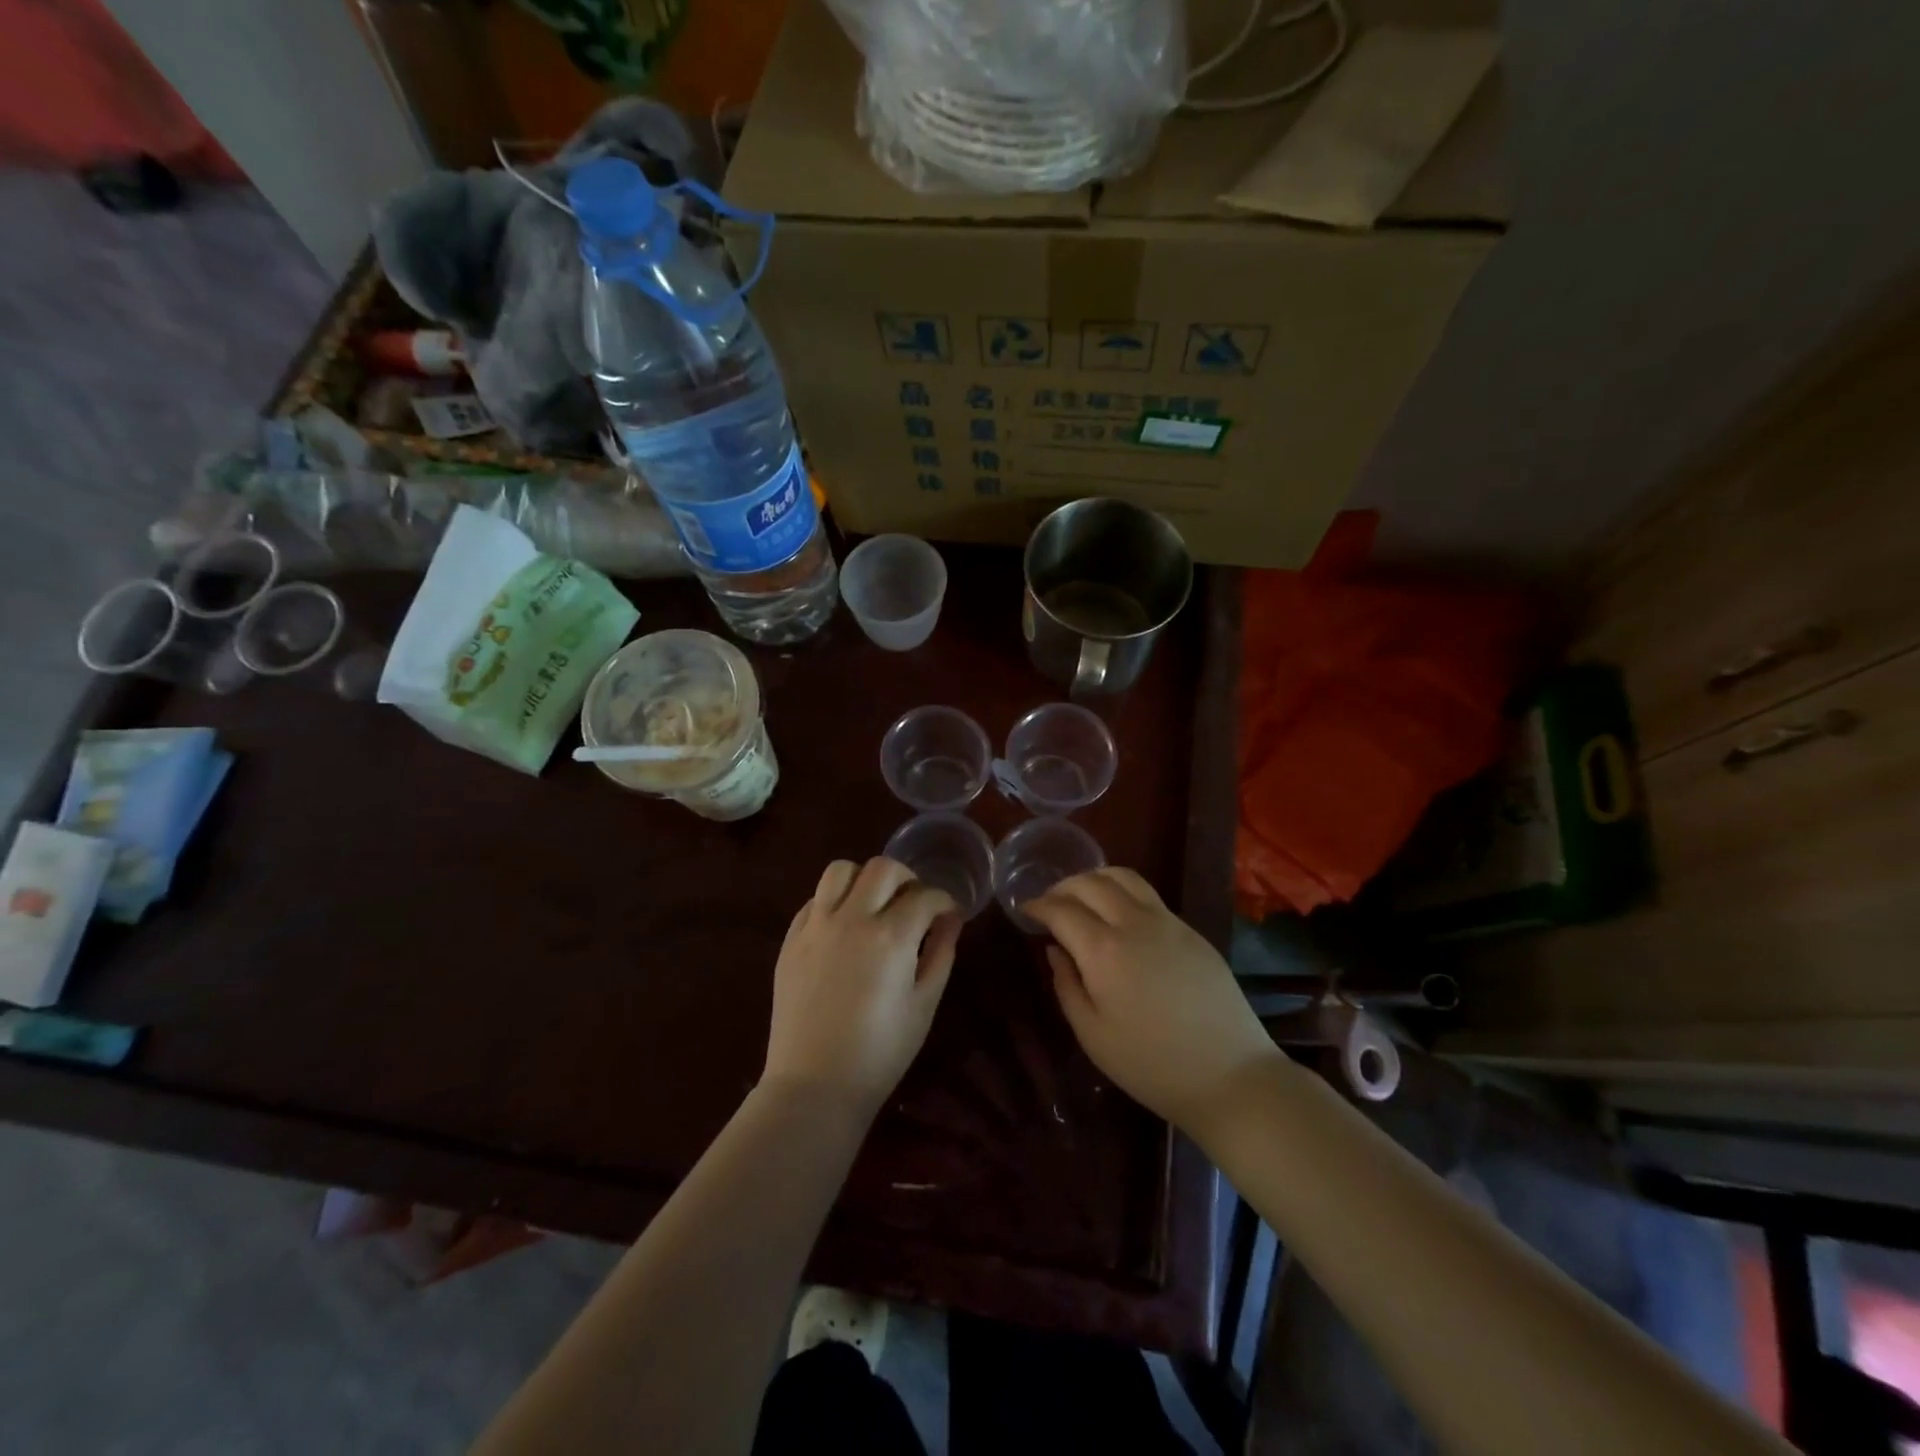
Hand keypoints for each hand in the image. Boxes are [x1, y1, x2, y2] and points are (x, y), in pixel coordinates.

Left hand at [762, 858, 960, 1116]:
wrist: (814, 1086)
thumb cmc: (880, 1052)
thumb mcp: (924, 1004)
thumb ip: (941, 953)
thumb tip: (950, 919)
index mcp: (890, 936)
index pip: (925, 895)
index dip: (945, 901)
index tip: (949, 914)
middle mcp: (851, 919)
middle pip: (882, 867)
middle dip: (907, 877)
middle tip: (914, 902)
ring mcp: (816, 926)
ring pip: (840, 870)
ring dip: (864, 879)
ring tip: (874, 904)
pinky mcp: (791, 939)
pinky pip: (814, 899)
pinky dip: (834, 901)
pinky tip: (844, 927)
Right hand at [1026, 867, 1277, 1134]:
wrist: (1230, 1075)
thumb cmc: (1150, 1065)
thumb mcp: (1092, 1035)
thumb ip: (1066, 985)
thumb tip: (1055, 949)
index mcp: (1103, 950)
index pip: (1061, 909)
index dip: (1038, 905)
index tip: (1025, 910)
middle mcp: (1133, 922)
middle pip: (1090, 882)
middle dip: (1063, 887)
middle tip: (1050, 903)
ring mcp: (1167, 922)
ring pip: (1124, 877)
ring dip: (1095, 879)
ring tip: (1083, 897)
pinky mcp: (1191, 930)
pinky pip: (1149, 895)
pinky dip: (1123, 891)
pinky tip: (1119, 915)